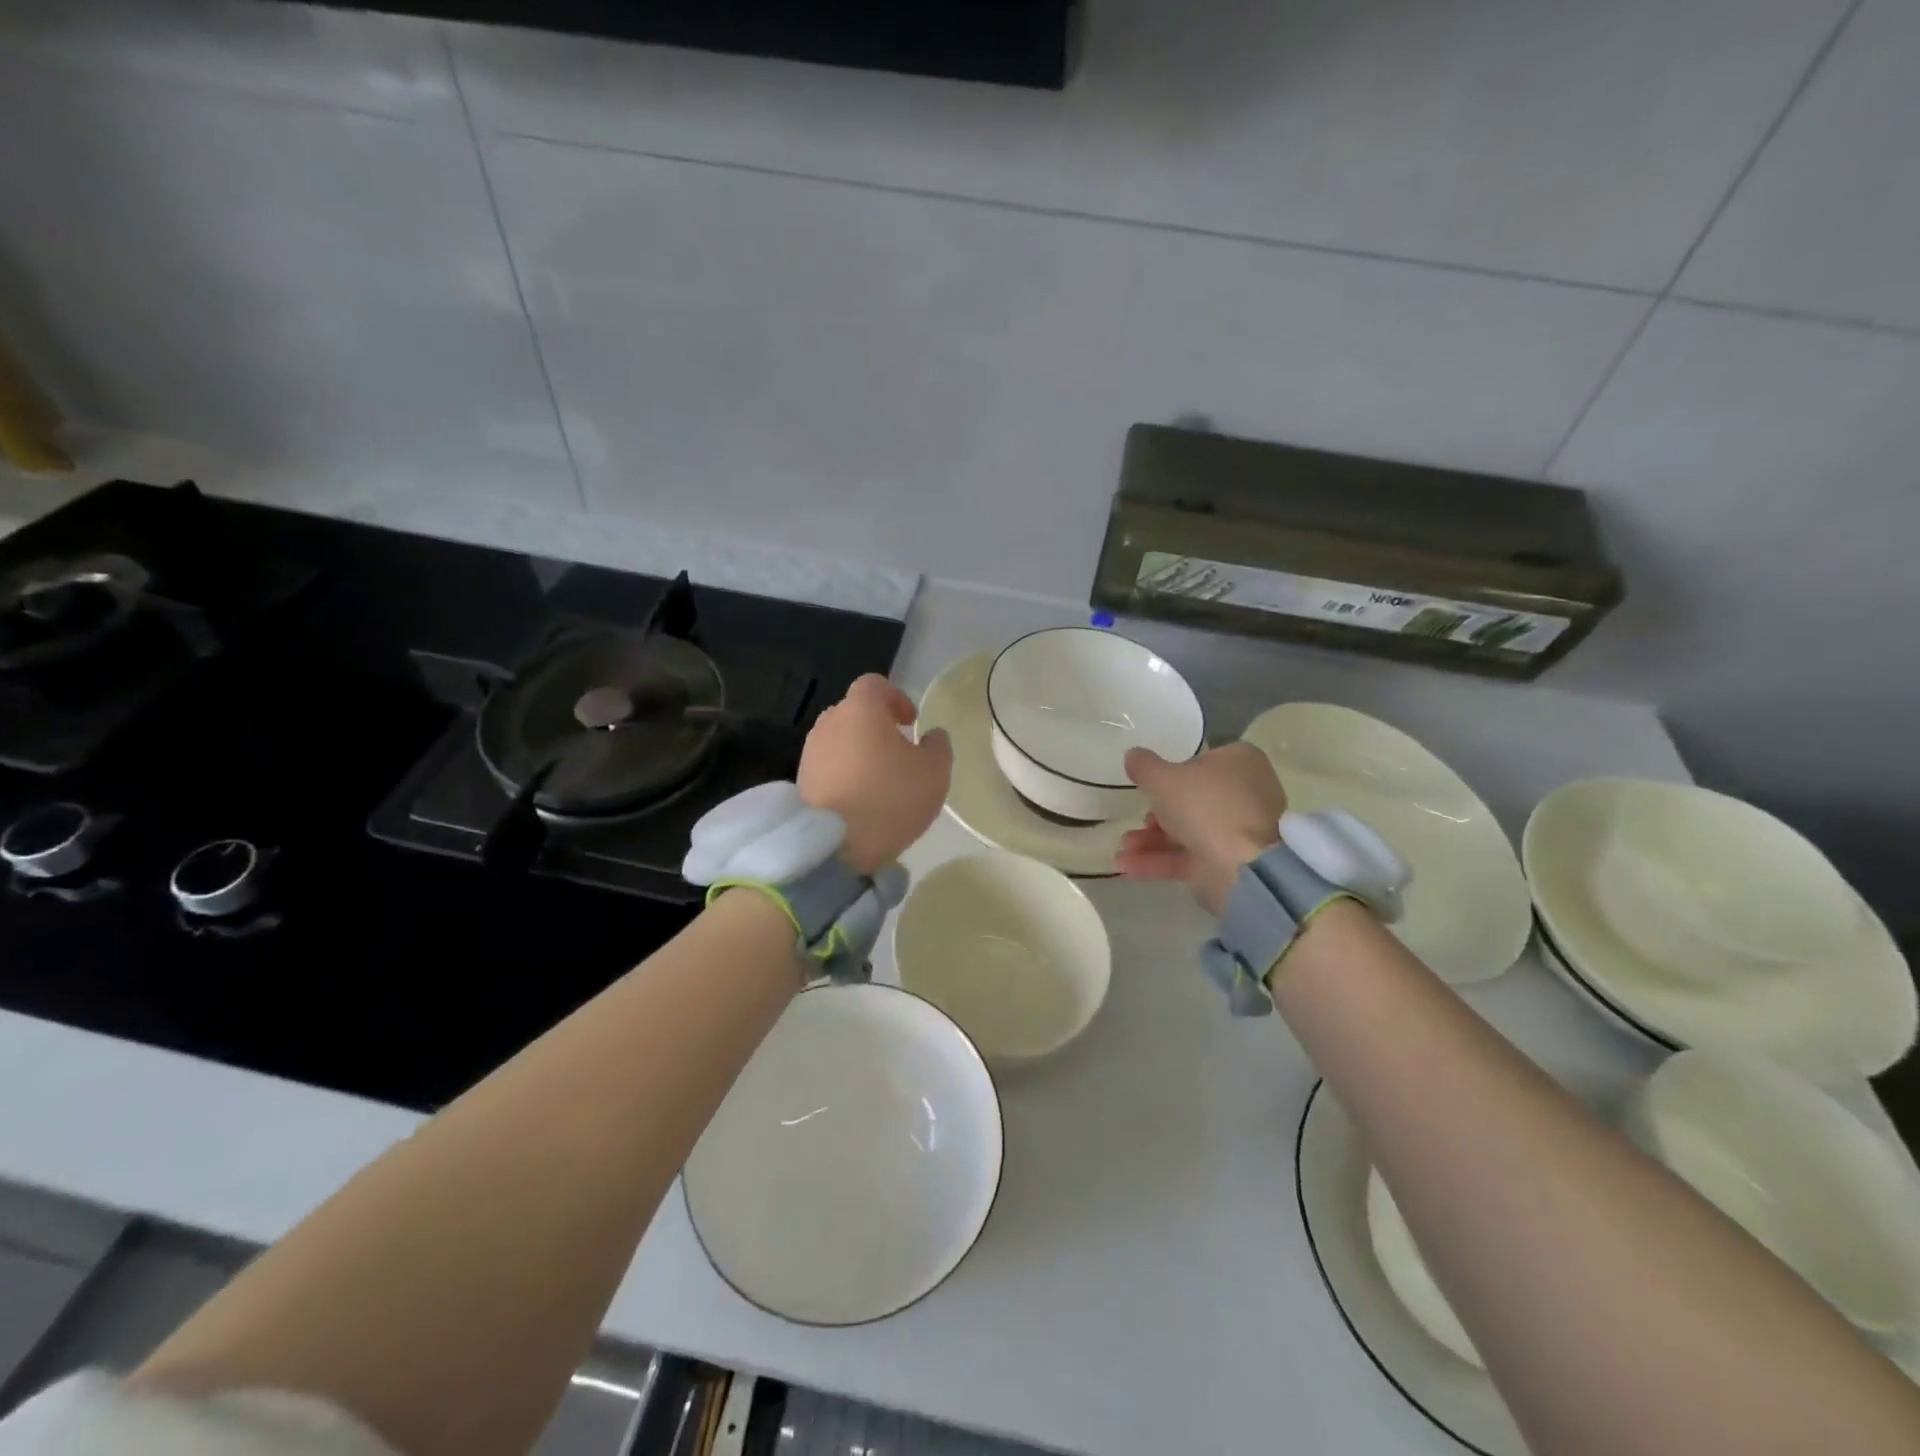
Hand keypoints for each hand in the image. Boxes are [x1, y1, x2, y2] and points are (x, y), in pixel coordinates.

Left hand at [799, 674, 952, 875]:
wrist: (836, 846)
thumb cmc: (891, 798)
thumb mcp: (934, 772)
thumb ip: (938, 746)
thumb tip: (932, 735)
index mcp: (861, 709)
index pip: (875, 684)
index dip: (896, 697)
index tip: (911, 722)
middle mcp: (829, 723)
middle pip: (853, 711)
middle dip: (875, 725)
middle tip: (897, 750)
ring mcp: (810, 753)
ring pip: (838, 740)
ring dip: (858, 751)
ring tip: (879, 779)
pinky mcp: (801, 782)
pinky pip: (828, 767)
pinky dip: (844, 774)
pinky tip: (859, 799)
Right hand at [1118, 742, 1286, 915]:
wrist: (1243, 866)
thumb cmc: (1206, 806)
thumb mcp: (1163, 778)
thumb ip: (1144, 766)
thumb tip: (1133, 755)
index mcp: (1238, 762)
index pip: (1200, 762)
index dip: (1171, 773)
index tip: (1147, 785)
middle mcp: (1243, 794)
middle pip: (1191, 800)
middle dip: (1155, 814)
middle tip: (1137, 820)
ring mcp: (1237, 831)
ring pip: (1187, 831)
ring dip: (1150, 840)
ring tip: (1123, 847)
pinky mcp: (1228, 863)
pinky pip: (1188, 857)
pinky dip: (1158, 860)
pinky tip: (1127, 865)